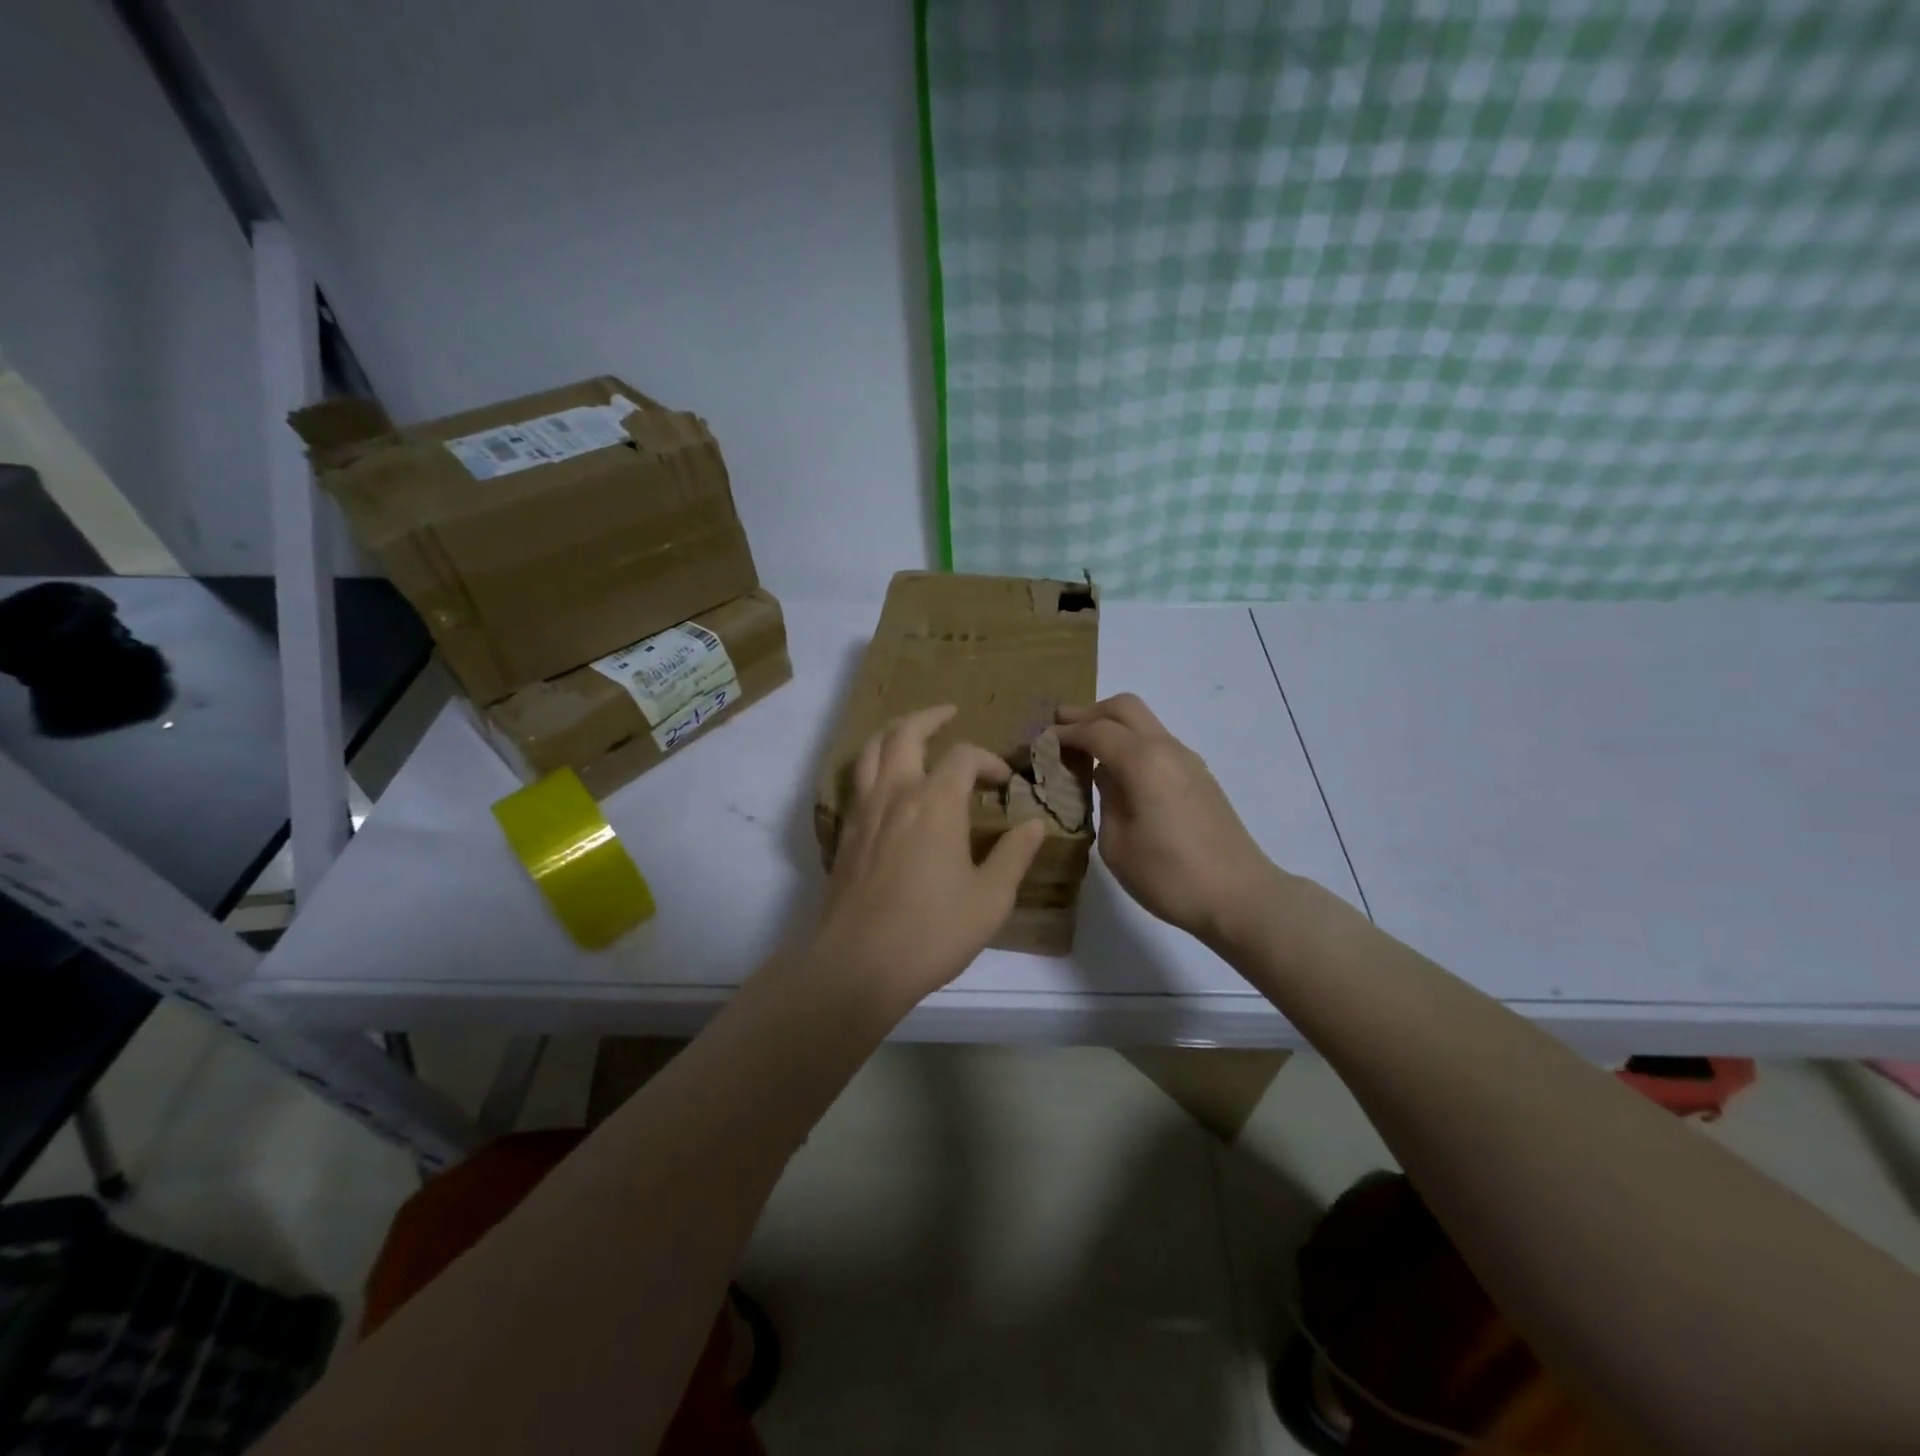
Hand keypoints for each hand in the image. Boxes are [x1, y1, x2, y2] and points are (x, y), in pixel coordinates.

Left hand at [811, 705, 1045, 1012]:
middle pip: (906, 733)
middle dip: (930, 717)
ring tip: (912, 733)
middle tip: (948, 713)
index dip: (988, 761)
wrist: (859, 964)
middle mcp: (896, 793)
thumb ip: (1014, 855)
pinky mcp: (845, 832)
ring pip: (872, 750)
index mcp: (936, 802)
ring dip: (895, 732)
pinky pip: (857, 780)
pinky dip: (873, 764)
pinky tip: (886, 782)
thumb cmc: (932, 931)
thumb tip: (1034, 824)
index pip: (964, 757)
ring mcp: (864, 811)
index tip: (1003, 783)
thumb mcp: (990, 898)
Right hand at [1055, 694, 1279, 942]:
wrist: (1239, 896)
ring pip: (1145, 723)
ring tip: (1085, 749)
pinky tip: (1118, 772)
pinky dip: (1132, 744)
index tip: (1040, 742)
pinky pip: (1158, 744)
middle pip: (1124, 708)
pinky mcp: (1200, 778)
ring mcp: (1188, 761)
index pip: (1095, 730)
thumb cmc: (1169, 875)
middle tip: (1060, 727)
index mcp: (1142, 760)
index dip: (1064, 733)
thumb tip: (1103, 775)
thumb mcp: (1117, 844)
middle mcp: (1166, 749)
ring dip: (1113, 727)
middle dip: (1089, 713)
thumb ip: (1105, 799)